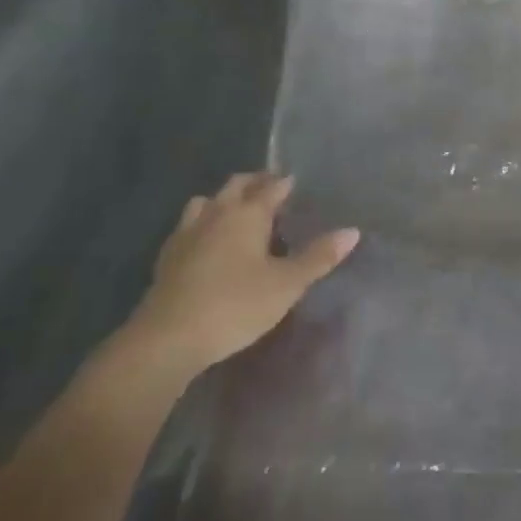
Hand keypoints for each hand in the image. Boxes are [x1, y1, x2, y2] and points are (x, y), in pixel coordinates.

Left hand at [119, 173, 357, 377]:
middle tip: (271, 188)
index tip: (296, 182)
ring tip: (237, 210)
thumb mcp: (286, 285)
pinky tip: (206, 241)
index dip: (285, 183)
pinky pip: (188, 225)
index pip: (272, 187)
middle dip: (255, 182)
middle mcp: (217, 213)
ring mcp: (188, 232)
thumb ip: (319, 257)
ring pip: (207, 201)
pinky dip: (203, 223)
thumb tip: (352, 231)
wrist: (167, 338)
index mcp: (248, 213)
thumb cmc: (235, 305)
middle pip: (237, 184)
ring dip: (224, 199)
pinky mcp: (167, 255)